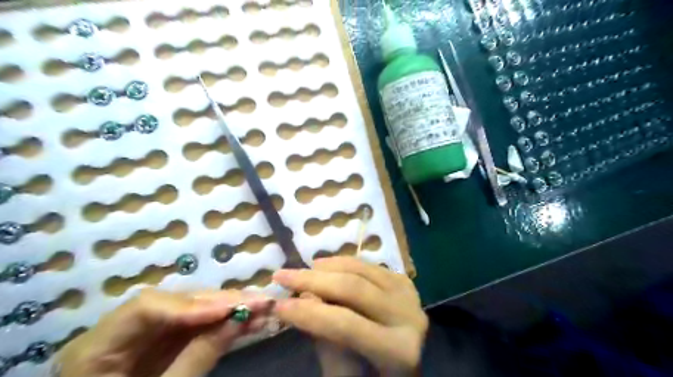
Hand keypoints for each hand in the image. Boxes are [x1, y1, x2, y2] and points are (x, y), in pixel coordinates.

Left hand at [55, 288, 273, 375]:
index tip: (230, 309)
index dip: (191, 305)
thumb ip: (198, 358)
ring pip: (193, 309)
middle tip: (260, 301)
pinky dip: (224, 322)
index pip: (147, 307)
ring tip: (263, 308)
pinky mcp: (165, 339)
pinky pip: (198, 324)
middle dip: (222, 302)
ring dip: (230, 309)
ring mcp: (146, 333)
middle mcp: (122, 329)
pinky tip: (249, 320)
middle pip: (177, 302)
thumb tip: (239, 319)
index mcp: (97, 347)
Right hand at [271, 256, 423, 373]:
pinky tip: (325, 265)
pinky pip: (369, 266)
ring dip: (327, 267)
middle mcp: (408, 316)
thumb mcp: (344, 372)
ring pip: (361, 270)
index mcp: (398, 350)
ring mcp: (409, 294)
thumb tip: (305, 299)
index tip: (277, 304)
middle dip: (312, 280)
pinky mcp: (404, 282)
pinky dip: (344, 263)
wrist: (408, 362)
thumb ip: (325, 337)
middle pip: (353, 288)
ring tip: (302, 270)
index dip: (308, 313)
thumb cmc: (372, 376)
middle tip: (281, 276)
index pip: (346, 324)